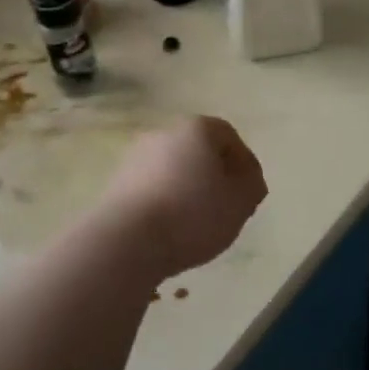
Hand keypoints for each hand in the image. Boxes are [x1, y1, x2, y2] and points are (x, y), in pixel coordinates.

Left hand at [98, 117, 267, 280]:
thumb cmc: (192, 214)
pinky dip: (165, 202)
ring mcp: (135, 157)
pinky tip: (171, 229)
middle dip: (215, 175)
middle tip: (227, 206)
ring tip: (199, 223)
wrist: (126, 240)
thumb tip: (247, 180)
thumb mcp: (240, 202)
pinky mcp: (116, 184)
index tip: (250, 191)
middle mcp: (163, 133)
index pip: (228, 136)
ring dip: (188, 190)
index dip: (245, 163)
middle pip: (198, 151)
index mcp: (196, 129)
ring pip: (173, 170)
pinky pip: (152, 188)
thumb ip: (252, 185)